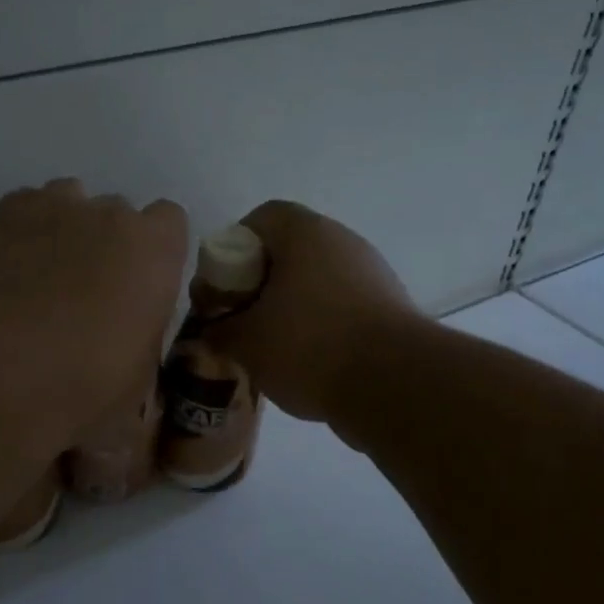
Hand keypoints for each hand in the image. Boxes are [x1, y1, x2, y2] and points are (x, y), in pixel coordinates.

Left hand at [0, 179, 187, 442]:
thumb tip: (130, 356)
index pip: (170, 221)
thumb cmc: (85, 386)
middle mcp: (112, 214)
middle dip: (108, 242)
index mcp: (156, 251)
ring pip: (71, 200)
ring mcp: (58, 206)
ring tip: (45, 274)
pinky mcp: (8, 211)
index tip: (139, 284)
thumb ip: (142, 344)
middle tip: (86, 290)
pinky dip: (24, 228)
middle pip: (118, 213)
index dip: (154, 251)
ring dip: (67, 228)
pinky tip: (11, 265)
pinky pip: (27, 206)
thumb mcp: (137, 384)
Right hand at [200, 200, 417, 424]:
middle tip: (240, 319)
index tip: (222, 288)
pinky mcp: (389, 306)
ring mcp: (371, 272)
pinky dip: (319, 325)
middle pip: (287, 251)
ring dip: (288, 307)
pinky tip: (307, 362)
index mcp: (305, 232)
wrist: (394, 384)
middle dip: (258, 283)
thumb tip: (208, 331)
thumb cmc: (309, 345)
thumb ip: (217, 331)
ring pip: (314, 280)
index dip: (232, 250)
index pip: (259, 219)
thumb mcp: (246, 342)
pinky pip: (340, 305)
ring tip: (271, 347)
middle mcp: (342, 241)